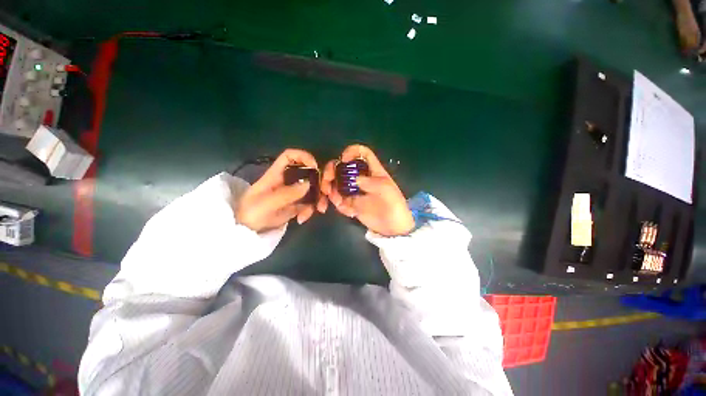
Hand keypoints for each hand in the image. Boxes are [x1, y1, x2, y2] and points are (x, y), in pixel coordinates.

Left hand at [236, 149, 323, 231]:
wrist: (247, 230)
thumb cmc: (252, 212)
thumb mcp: (268, 202)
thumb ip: (289, 193)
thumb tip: (309, 183)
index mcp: (277, 174)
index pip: (289, 156)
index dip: (303, 156)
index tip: (315, 166)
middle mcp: (287, 180)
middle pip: (307, 173)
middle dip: (319, 182)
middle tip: (325, 192)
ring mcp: (293, 193)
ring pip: (312, 189)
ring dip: (318, 199)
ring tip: (319, 210)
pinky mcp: (296, 204)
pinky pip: (309, 203)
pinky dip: (309, 210)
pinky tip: (301, 219)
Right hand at [320, 145, 414, 236]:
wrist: (392, 227)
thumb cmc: (394, 205)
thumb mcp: (386, 190)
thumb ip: (370, 182)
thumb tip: (354, 179)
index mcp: (372, 171)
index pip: (363, 153)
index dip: (352, 151)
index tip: (343, 160)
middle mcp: (361, 178)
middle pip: (343, 167)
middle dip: (332, 170)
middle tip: (327, 179)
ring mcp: (354, 191)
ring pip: (337, 182)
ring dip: (330, 187)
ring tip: (333, 197)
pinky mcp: (350, 203)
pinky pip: (338, 198)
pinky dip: (336, 201)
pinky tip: (342, 207)